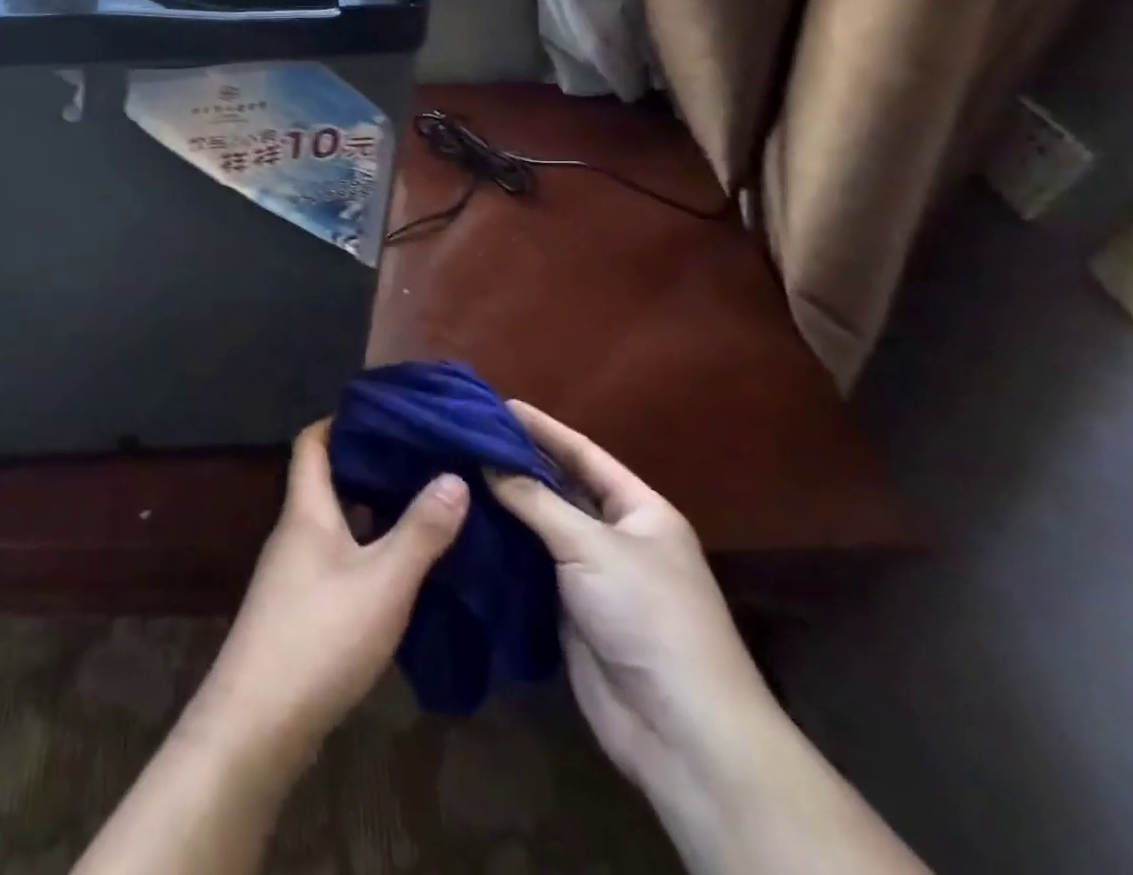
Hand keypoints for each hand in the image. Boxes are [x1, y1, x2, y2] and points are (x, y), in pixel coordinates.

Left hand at [186, 420, 468, 768]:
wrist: (258, 723)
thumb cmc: (320, 635)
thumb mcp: (383, 581)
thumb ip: (421, 530)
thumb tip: (454, 475)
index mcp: (306, 509)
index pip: (311, 441)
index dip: (340, 420)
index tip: (384, 413)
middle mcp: (296, 531)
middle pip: (327, 479)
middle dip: (369, 464)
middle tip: (421, 457)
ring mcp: (295, 571)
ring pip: (336, 521)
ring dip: (373, 510)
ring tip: (424, 502)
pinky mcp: (301, 606)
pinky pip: (338, 557)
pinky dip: (367, 549)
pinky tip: (403, 565)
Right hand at [487, 403, 780, 802]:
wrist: (679, 729)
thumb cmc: (647, 615)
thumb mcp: (592, 545)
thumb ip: (535, 500)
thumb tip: (485, 460)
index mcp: (639, 509)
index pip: (583, 454)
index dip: (542, 428)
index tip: (496, 403)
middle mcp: (615, 535)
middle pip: (558, 488)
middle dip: (516, 463)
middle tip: (463, 437)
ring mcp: (590, 573)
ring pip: (538, 526)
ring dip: (502, 504)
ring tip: (453, 472)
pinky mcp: (567, 608)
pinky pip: (528, 565)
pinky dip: (500, 545)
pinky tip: (463, 524)